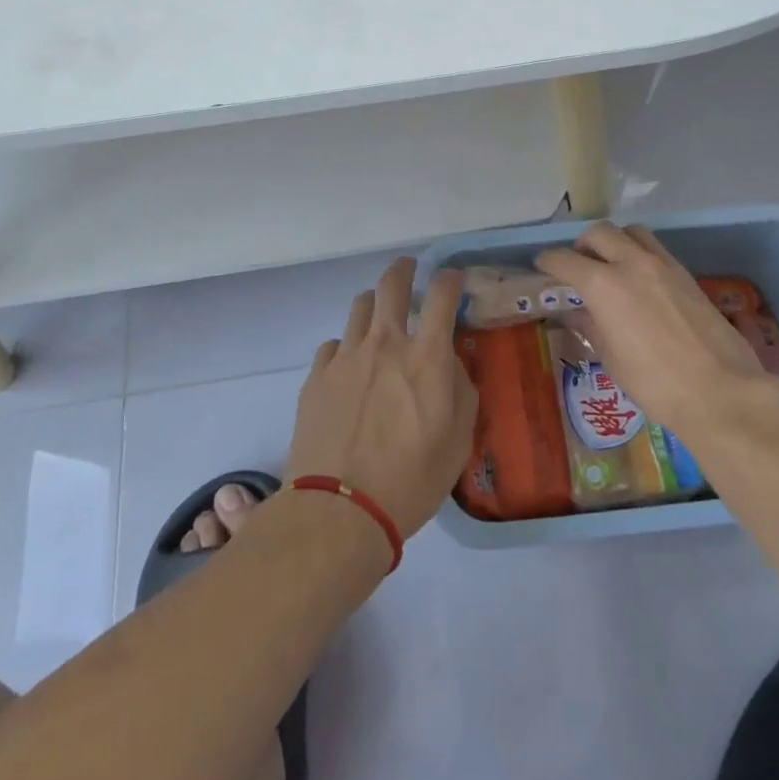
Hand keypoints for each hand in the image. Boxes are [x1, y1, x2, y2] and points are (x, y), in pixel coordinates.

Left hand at [286, 258, 475, 539]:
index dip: (450, 278)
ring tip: (378, 319)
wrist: (340, 510)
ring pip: (359, 308)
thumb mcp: (459, 440)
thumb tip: (451, 364)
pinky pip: (334, 345)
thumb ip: (461, 390)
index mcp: (426, 356)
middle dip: (403, 269)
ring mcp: (345, 356)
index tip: (453, 277)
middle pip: (391, 284)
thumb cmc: (412, 480)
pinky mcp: (316, 376)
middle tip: (408, 270)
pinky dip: (347, 347)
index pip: (441, 294)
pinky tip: (350, 367)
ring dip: (373, 305)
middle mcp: (385, 343)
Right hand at [537, 223, 778, 437]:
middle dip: (582, 244)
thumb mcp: (611, 358)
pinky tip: (640, 280)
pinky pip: (656, 249)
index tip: (542, 265)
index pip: (565, 260)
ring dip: (615, 241)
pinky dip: (640, 254)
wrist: (720, 391)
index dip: (549, 261)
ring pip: (632, 232)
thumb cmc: (654, 383)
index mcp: (604, 284)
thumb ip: (591, 326)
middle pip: (600, 233)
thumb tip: (577, 312)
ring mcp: (663, 266)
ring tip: (611, 264)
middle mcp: (632, 263)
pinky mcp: (687, 275)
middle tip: (578, 264)